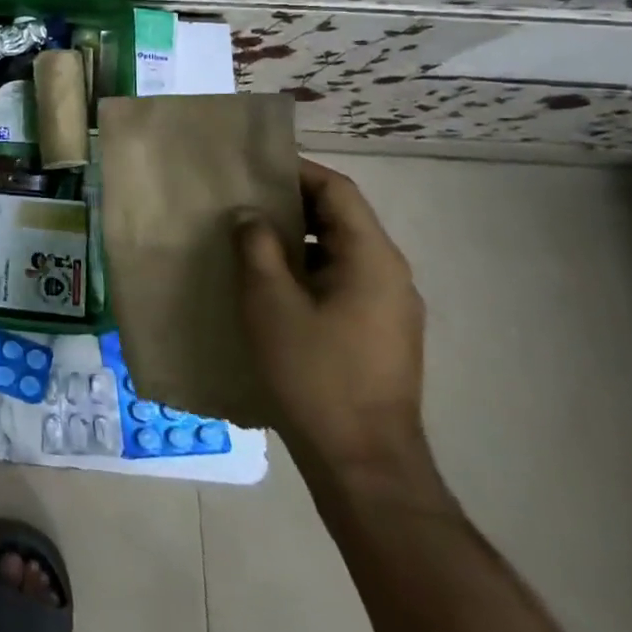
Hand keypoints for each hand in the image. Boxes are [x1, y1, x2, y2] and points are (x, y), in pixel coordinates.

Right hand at [236, 160, 431, 491]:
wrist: (364, 463)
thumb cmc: (314, 373)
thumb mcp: (269, 302)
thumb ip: (256, 247)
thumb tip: (250, 215)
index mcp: (372, 258)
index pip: (337, 191)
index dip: (296, 171)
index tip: (251, 167)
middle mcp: (391, 275)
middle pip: (341, 219)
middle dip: (290, 205)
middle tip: (240, 201)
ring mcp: (390, 308)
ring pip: (340, 252)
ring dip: (296, 240)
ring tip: (247, 241)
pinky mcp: (380, 334)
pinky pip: (343, 281)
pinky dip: (307, 270)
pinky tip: (271, 287)